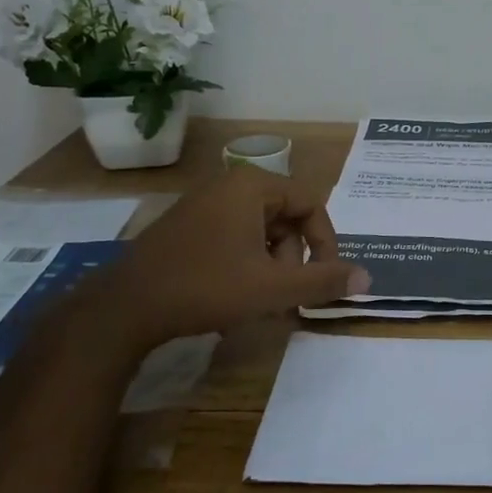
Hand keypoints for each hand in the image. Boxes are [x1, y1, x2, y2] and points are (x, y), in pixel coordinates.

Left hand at [81, 166, 368, 353]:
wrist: (124, 308)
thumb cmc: (206, 288)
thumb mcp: (273, 288)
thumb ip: (323, 281)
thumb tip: (367, 278)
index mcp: (252, 186)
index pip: (311, 204)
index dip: (325, 242)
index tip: (321, 279)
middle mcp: (229, 184)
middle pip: (286, 215)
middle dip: (293, 256)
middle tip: (283, 292)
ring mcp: (203, 203)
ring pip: (260, 228)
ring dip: (270, 262)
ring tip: (258, 297)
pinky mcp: (186, 224)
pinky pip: (234, 234)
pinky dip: (245, 260)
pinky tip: (233, 291)